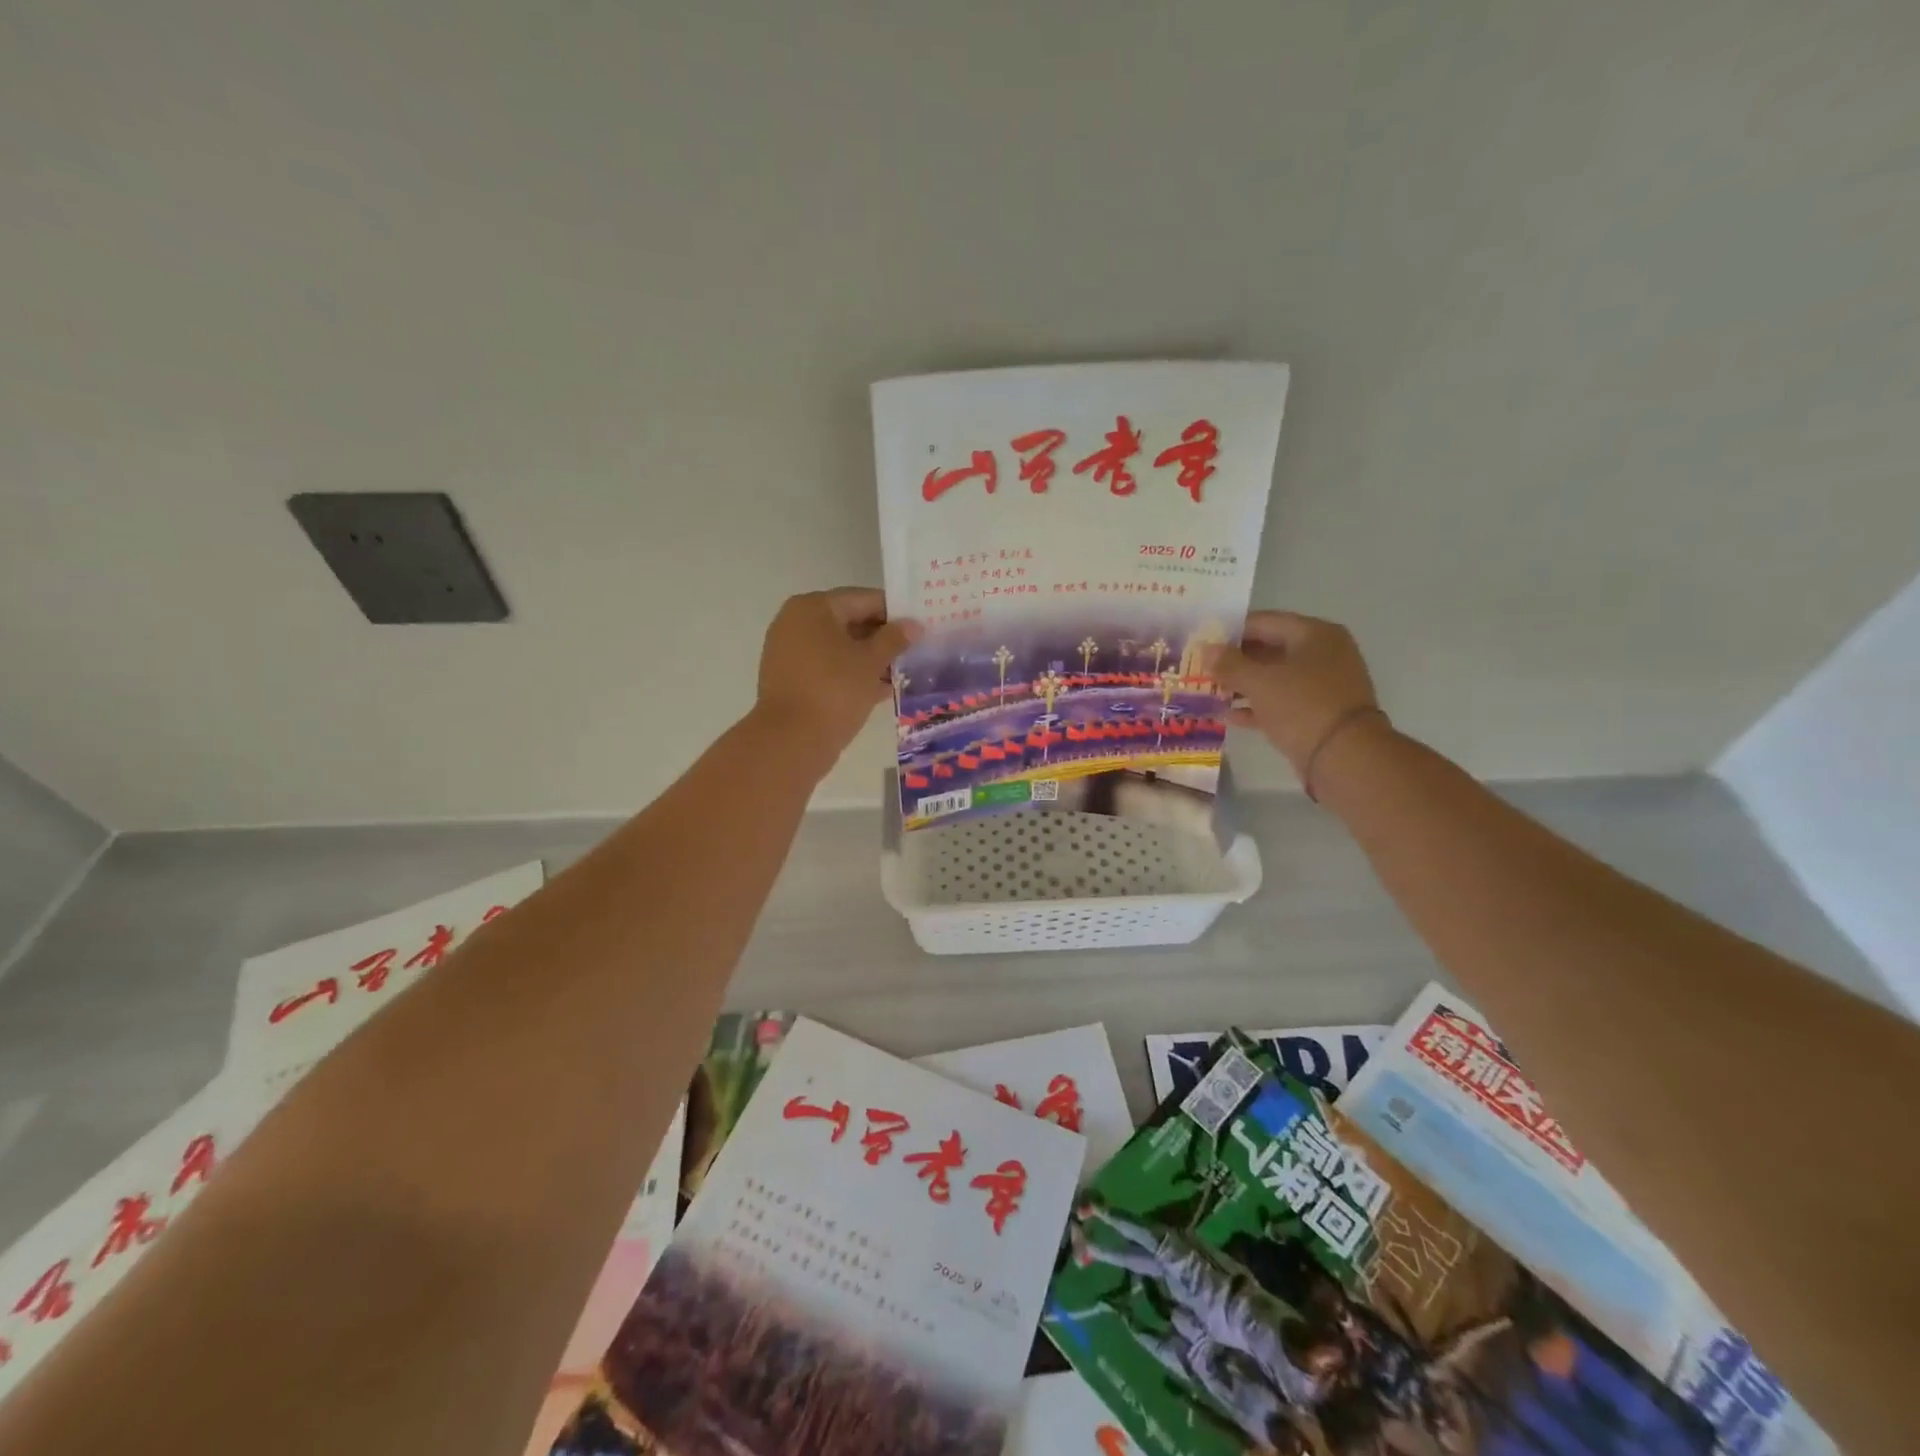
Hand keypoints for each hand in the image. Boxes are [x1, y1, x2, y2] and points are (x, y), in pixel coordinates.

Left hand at [753, 588, 918, 766]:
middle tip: (915, 650)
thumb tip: (913, 625)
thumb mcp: (871, 662)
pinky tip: (880, 690)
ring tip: (902, 672)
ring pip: (839, 648)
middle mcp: (796, 622)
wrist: (791, 741)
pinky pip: (828, 668)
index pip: (864, 599)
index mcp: (813, 607)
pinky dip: (851, 674)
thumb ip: (894, 639)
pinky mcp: (790, 679)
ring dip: (869, 659)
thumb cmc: (834, 691)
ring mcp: (789, 651)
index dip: (895, 612)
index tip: (921, 626)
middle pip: (849, 622)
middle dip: (882, 638)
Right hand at [1207, 611, 1381, 778]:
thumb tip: (1206, 649)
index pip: (1264, 622)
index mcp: (1314, 634)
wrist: (1345, 757)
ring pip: (1274, 677)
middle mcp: (1322, 653)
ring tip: (1209, 692)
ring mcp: (1322, 684)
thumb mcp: (1259, 682)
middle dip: (1234, 660)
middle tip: (1202, 668)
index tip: (1203, 643)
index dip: (1230, 631)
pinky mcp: (1318, 712)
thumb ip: (1229, 664)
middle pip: (1269, 649)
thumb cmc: (1302, 707)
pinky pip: (1281, 702)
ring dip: (1242, 685)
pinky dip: (1257, 706)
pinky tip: (1228, 715)